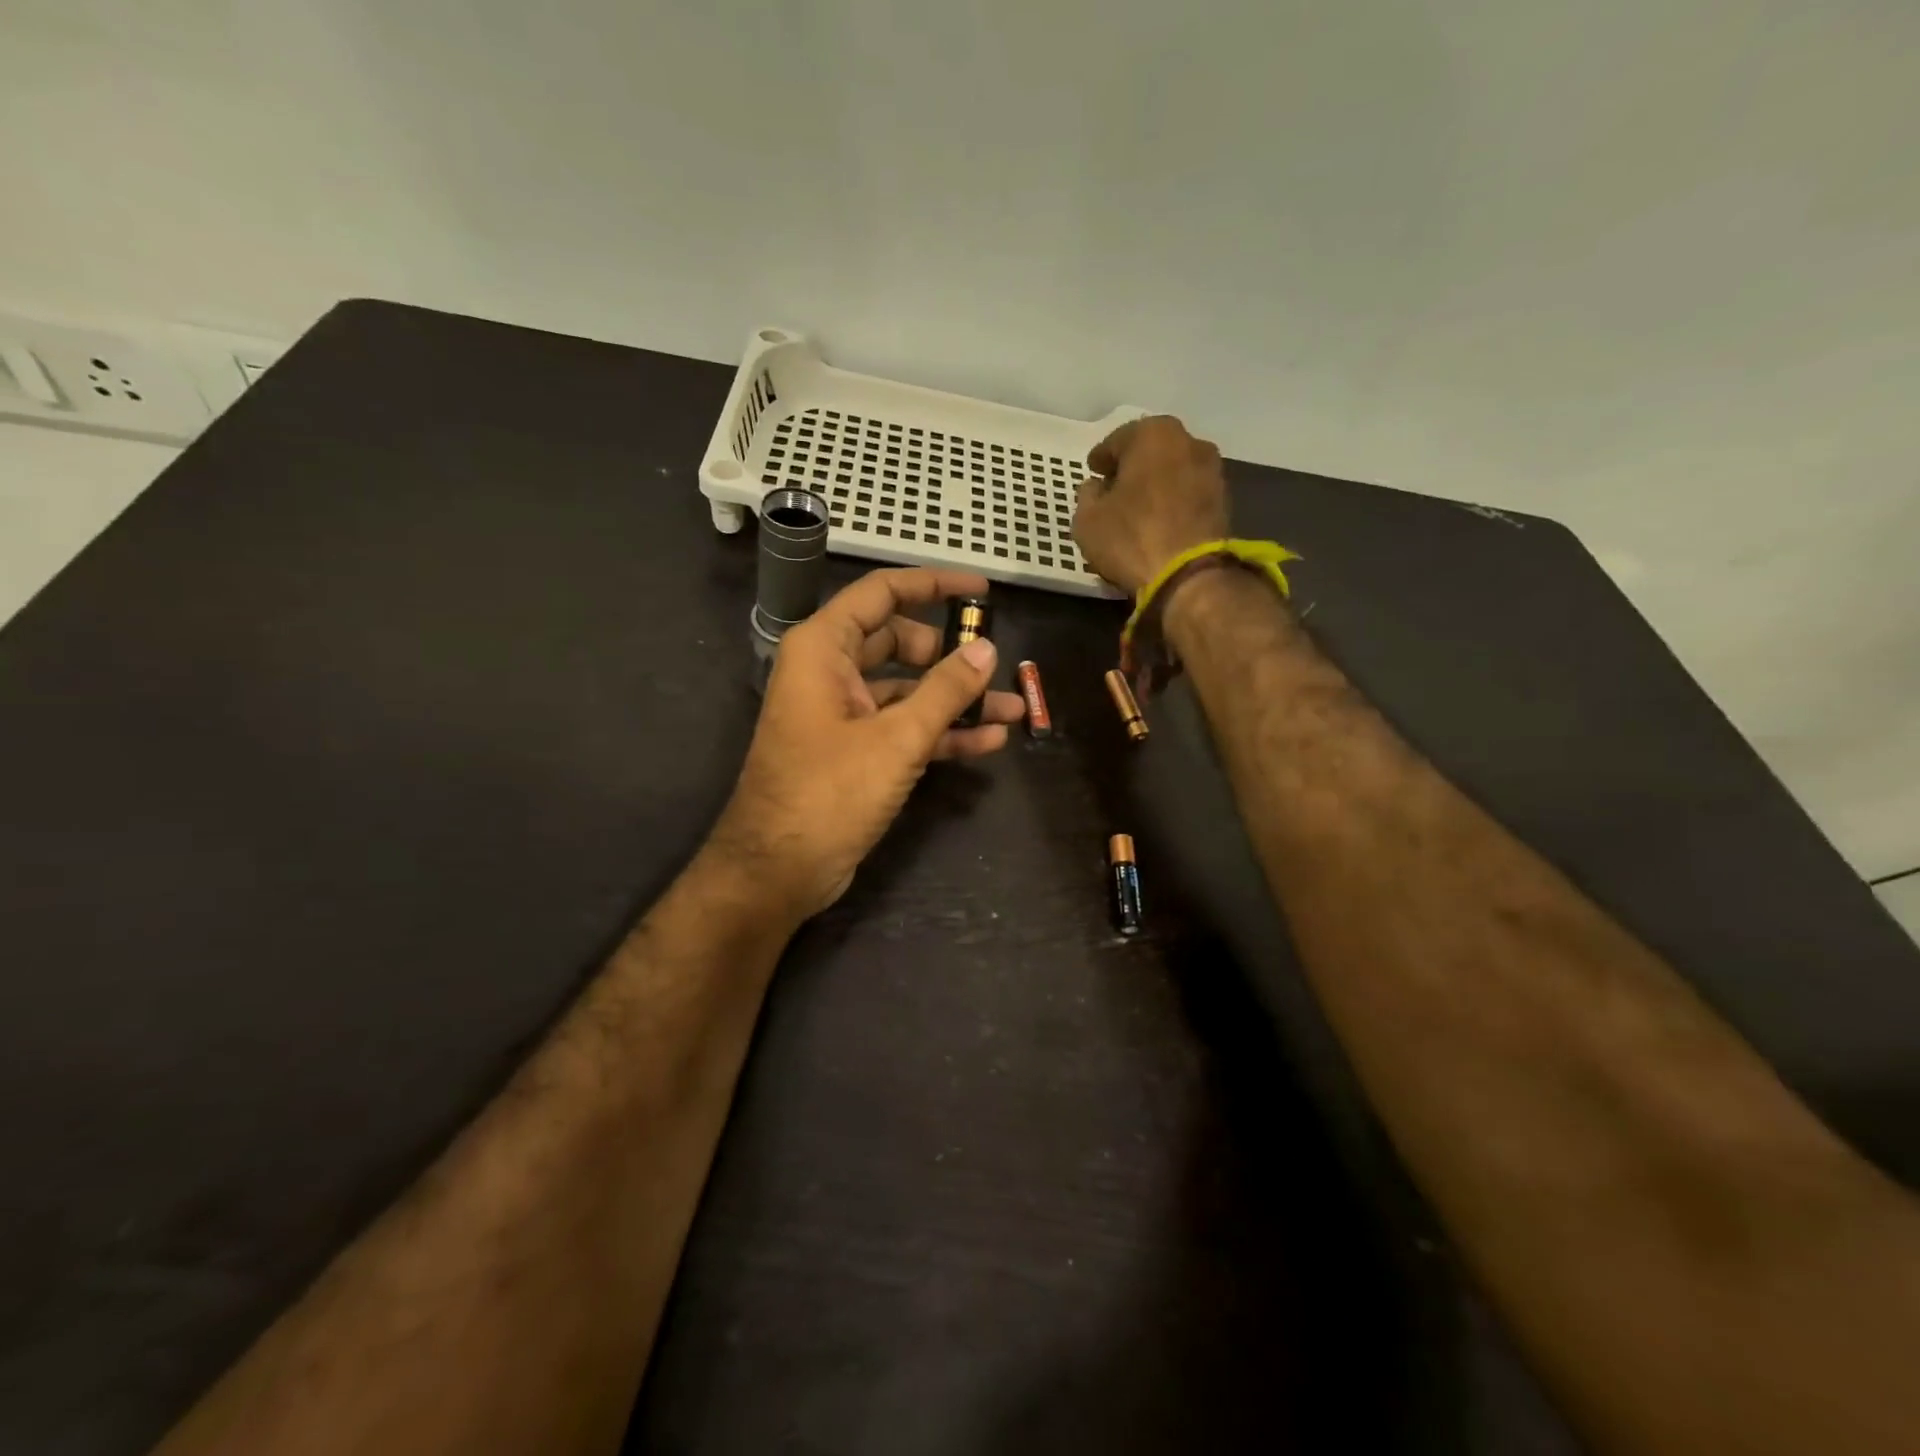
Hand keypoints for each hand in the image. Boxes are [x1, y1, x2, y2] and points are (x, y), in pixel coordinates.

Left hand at [709, 567, 1024, 919]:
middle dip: (950, 653)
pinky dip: (941, 732)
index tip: (982, 589)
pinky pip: (903, 728)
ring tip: (1013, 708)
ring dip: (956, 699)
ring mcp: (843, 714)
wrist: (779, 871)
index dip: (933, 585)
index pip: (883, 594)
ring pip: (907, 690)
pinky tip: (988, 741)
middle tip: (994, 663)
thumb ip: (946, 690)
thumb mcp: (896, 738)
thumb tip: (987, 649)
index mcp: (824, 649)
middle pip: (899, 641)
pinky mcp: (855, 752)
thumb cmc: (829, 792)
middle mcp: (830, 672)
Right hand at [1073, 415, 1230, 594]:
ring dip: (1155, 482)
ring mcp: (1212, 470)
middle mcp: (1188, 441)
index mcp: (1153, 434)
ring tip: (1137, 505)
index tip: (1093, 470)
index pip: (1117, 440)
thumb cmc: (1131, 538)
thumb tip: (1096, 487)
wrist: (1189, 575)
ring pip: (1173, 470)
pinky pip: (1188, 492)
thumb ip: (1087, 495)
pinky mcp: (1224, 500)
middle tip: (1114, 485)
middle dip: (1132, 465)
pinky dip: (1172, 500)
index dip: (1102, 457)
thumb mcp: (1087, 520)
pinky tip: (1159, 518)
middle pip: (1151, 450)